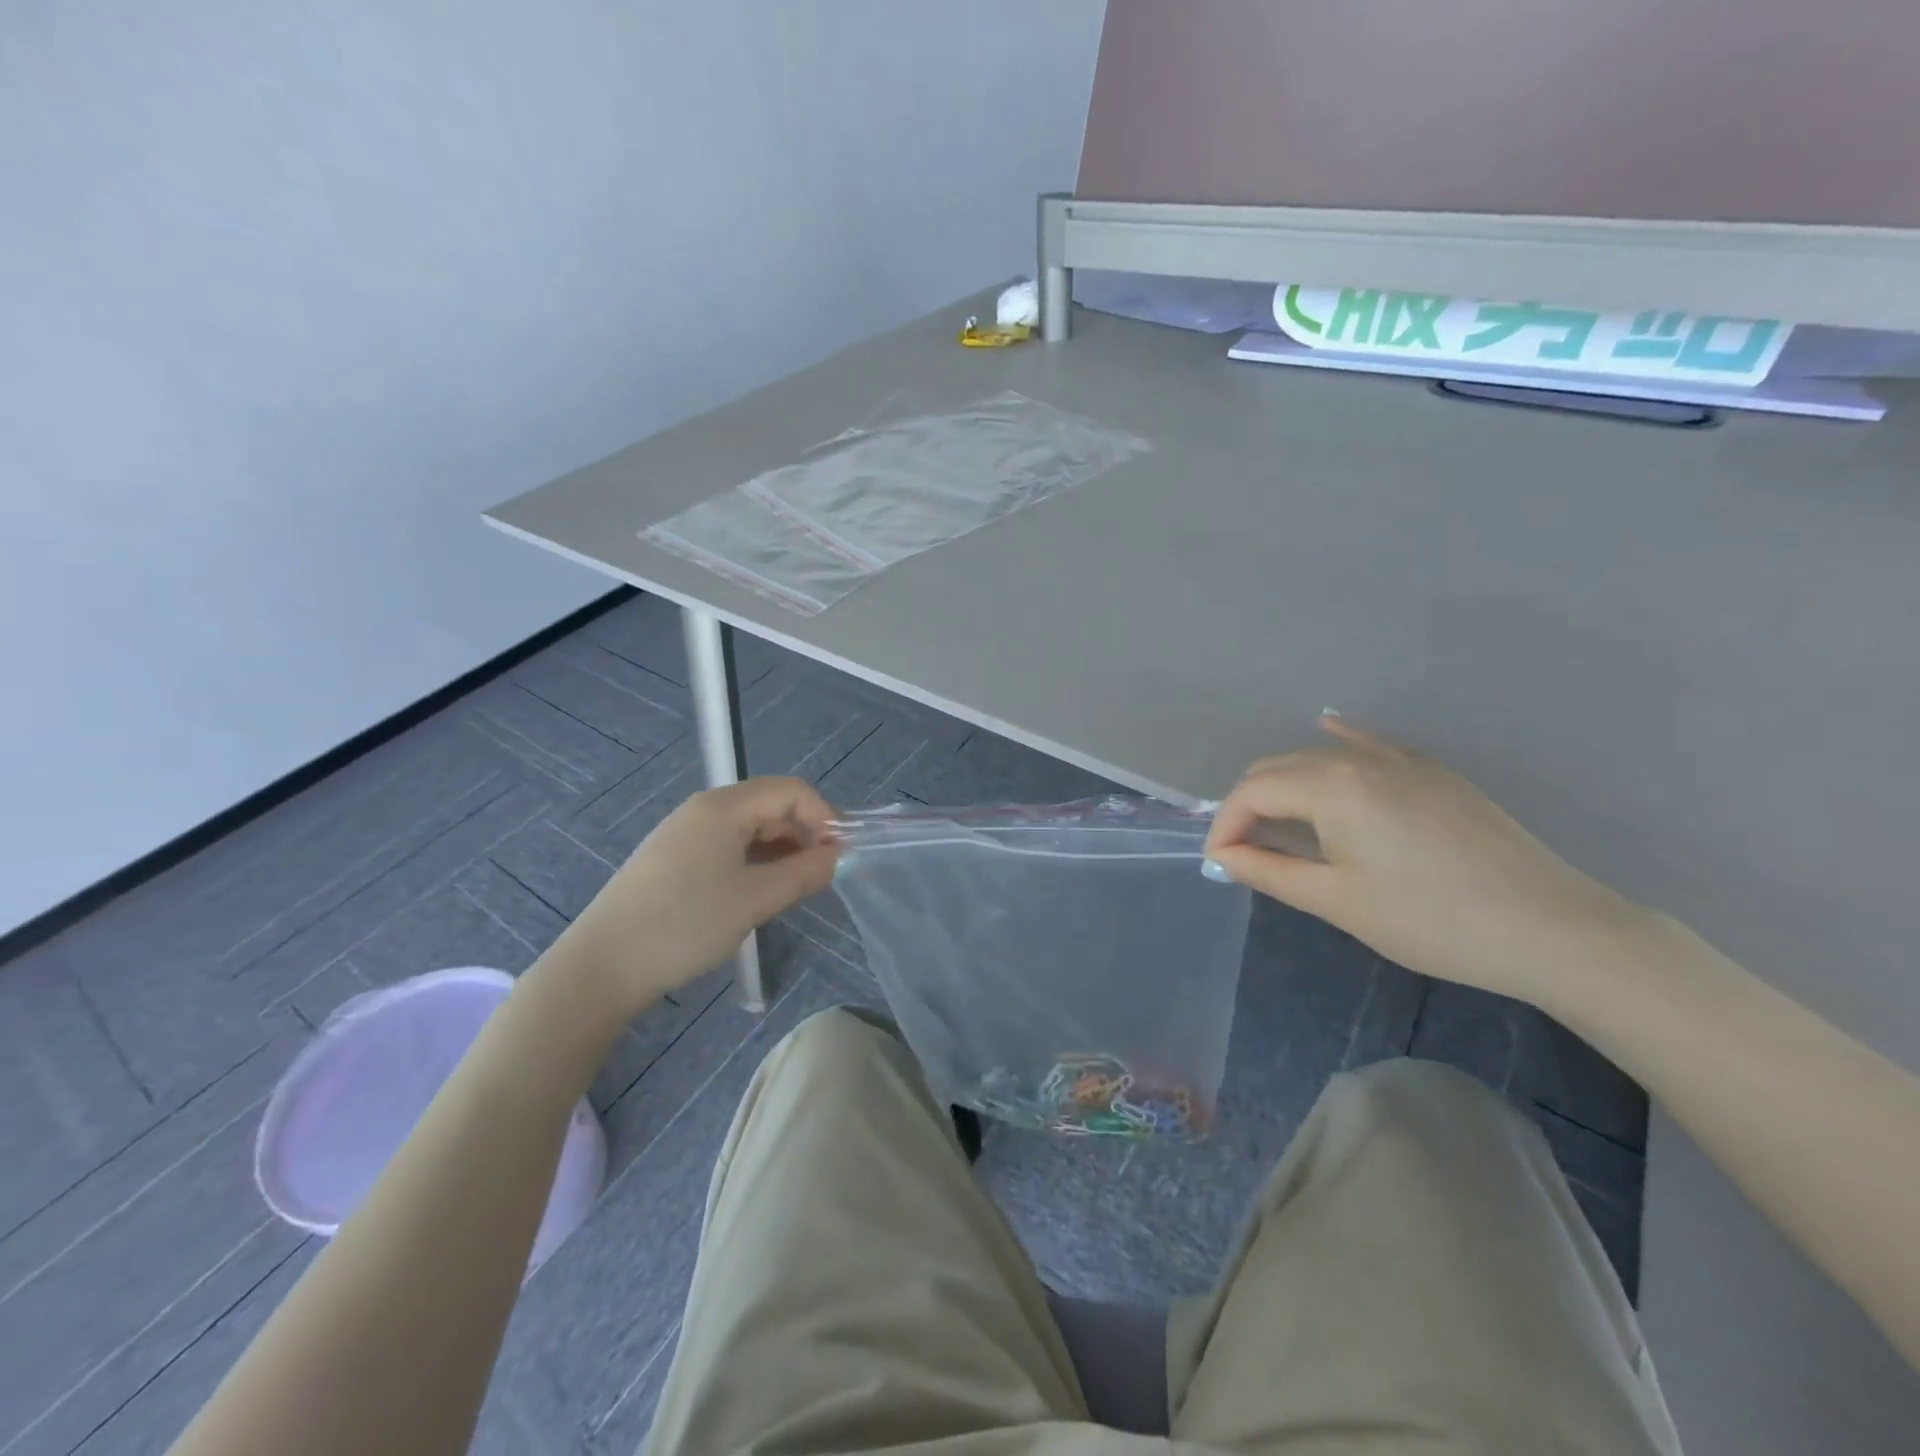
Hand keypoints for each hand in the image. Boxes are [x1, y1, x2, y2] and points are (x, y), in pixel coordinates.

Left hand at [560, 778, 838, 1017]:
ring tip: (796, 889)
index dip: (824, 817)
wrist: (601, 967)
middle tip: (823, 876)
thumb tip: (839, 857)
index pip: (791, 792)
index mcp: (724, 806)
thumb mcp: (755, 899)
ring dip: (782, 851)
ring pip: (751, 830)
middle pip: (771, 806)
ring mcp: (687, 834)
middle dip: (805, 834)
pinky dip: (756, 863)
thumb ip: (804, 872)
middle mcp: (705, 810)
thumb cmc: (684, 924)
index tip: (842, 856)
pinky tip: (761, 893)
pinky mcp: (675, 860)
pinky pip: (730, 848)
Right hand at [1205, 715, 1647, 1005]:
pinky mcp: (1432, 771)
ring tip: (1283, 830)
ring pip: (1318, 758)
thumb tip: (1224, 856)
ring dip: (1286, 788)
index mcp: (1331, 786)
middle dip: (1250, 806)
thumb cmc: (1431, 921)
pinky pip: (1367, 746)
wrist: (1552, 929)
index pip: (1251, 792)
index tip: (1222, 863)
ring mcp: (1401, 758)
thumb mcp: (1337, 901)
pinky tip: (1327, 734)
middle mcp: (1359, 757)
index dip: (1225, 826)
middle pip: (1278, 769)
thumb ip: (1269, 871)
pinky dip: (1336, 746)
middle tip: (1248, 852)